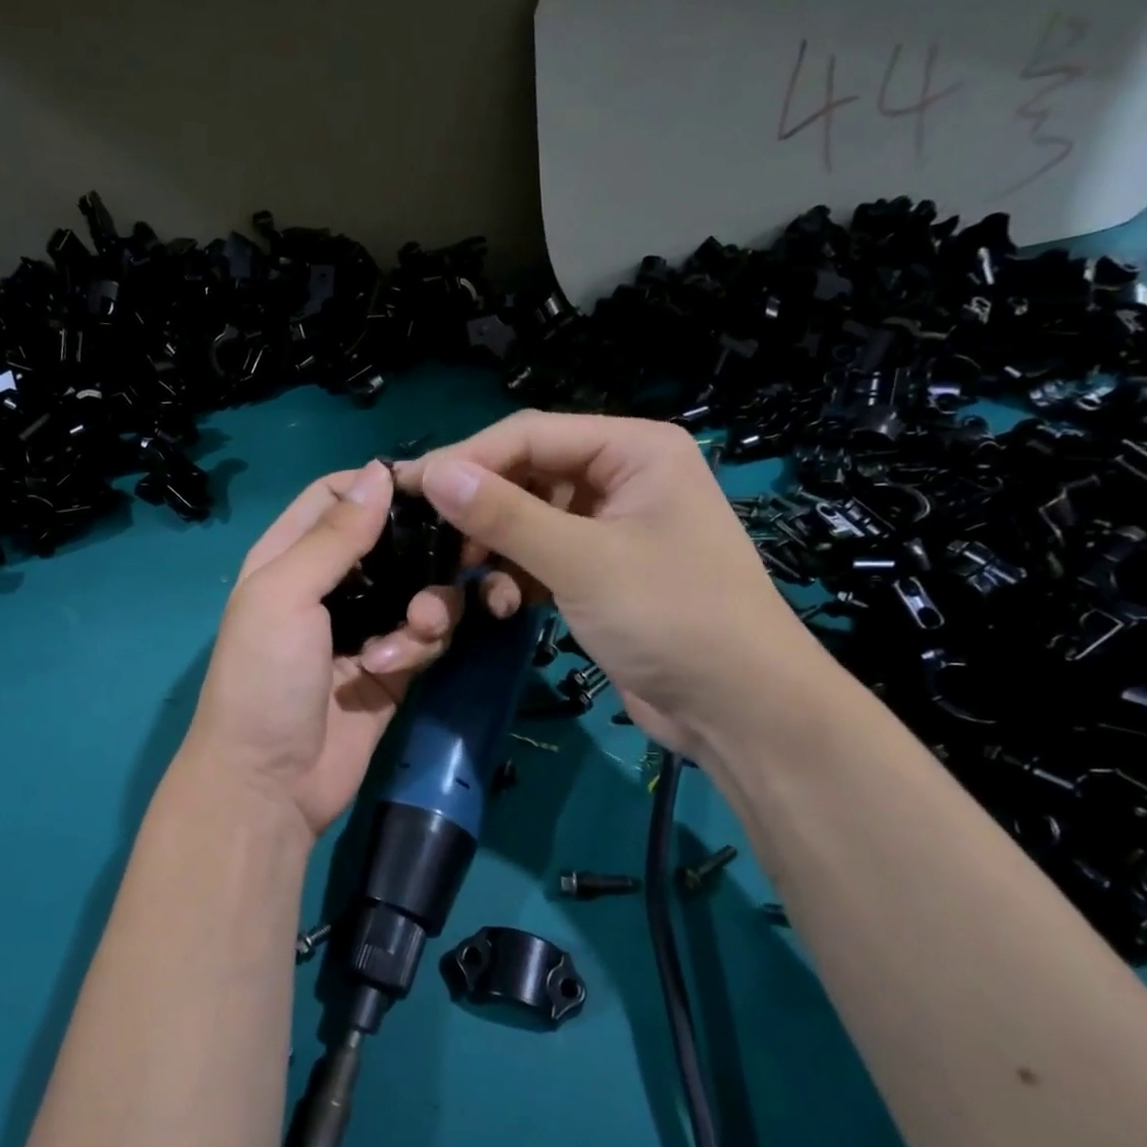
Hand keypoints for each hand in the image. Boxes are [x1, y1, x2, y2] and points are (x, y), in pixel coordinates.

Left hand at [180, 461, 461, 835]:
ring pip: (419, 588)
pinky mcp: (393, 666)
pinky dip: (423, 641)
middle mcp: (329, 586)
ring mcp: (363, 627)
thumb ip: (334, 536)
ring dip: (429, 603)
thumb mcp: (284, 594)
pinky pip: (426, 635)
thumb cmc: (264, 677)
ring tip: (418, 628)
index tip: (431, 486)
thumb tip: (379, 471)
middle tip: (462, 552)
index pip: (336, 498)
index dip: (379, 486)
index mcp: (290, 557)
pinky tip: (400, 661)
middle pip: (390, 542)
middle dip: (424, 547)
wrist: (270, 783)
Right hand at [399, 412, 828, 755]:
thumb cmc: (672, 617)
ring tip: (467, 578)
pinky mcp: (600, 571)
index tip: (408, 489)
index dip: (466, 459)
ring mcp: (611, 526)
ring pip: (528, 519)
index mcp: (633, 450)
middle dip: (480, 509)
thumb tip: (433, 474)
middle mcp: (622, 477)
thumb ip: (505, 515)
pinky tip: (507, 607)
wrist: (738, 710)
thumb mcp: (582, 561)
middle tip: (428, 539)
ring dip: (495, 548)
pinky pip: (542, 557)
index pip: (530, 435)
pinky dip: (518, 577)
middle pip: (526, 474)